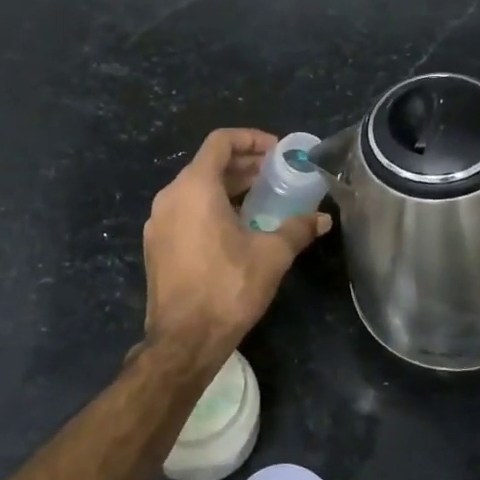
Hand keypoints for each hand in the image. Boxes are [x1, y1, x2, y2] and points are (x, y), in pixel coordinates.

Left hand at [142, 128, 330, 362]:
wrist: (183, 340)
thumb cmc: (228, 288)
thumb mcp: (272, 255)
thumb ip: (297, 229)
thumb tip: (323, 219)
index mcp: (194, 188)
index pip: (220, 142)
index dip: (251, 139)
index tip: (277, 151)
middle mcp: (170, 197)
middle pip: (208, 164)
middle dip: (243, 164)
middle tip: (276, 173)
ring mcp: (158, 222)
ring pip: (195, 188)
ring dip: (228, 186)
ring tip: (261, 198)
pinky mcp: (157, 245)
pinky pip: (185, 211)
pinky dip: (211, 206)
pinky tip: (236, 227)